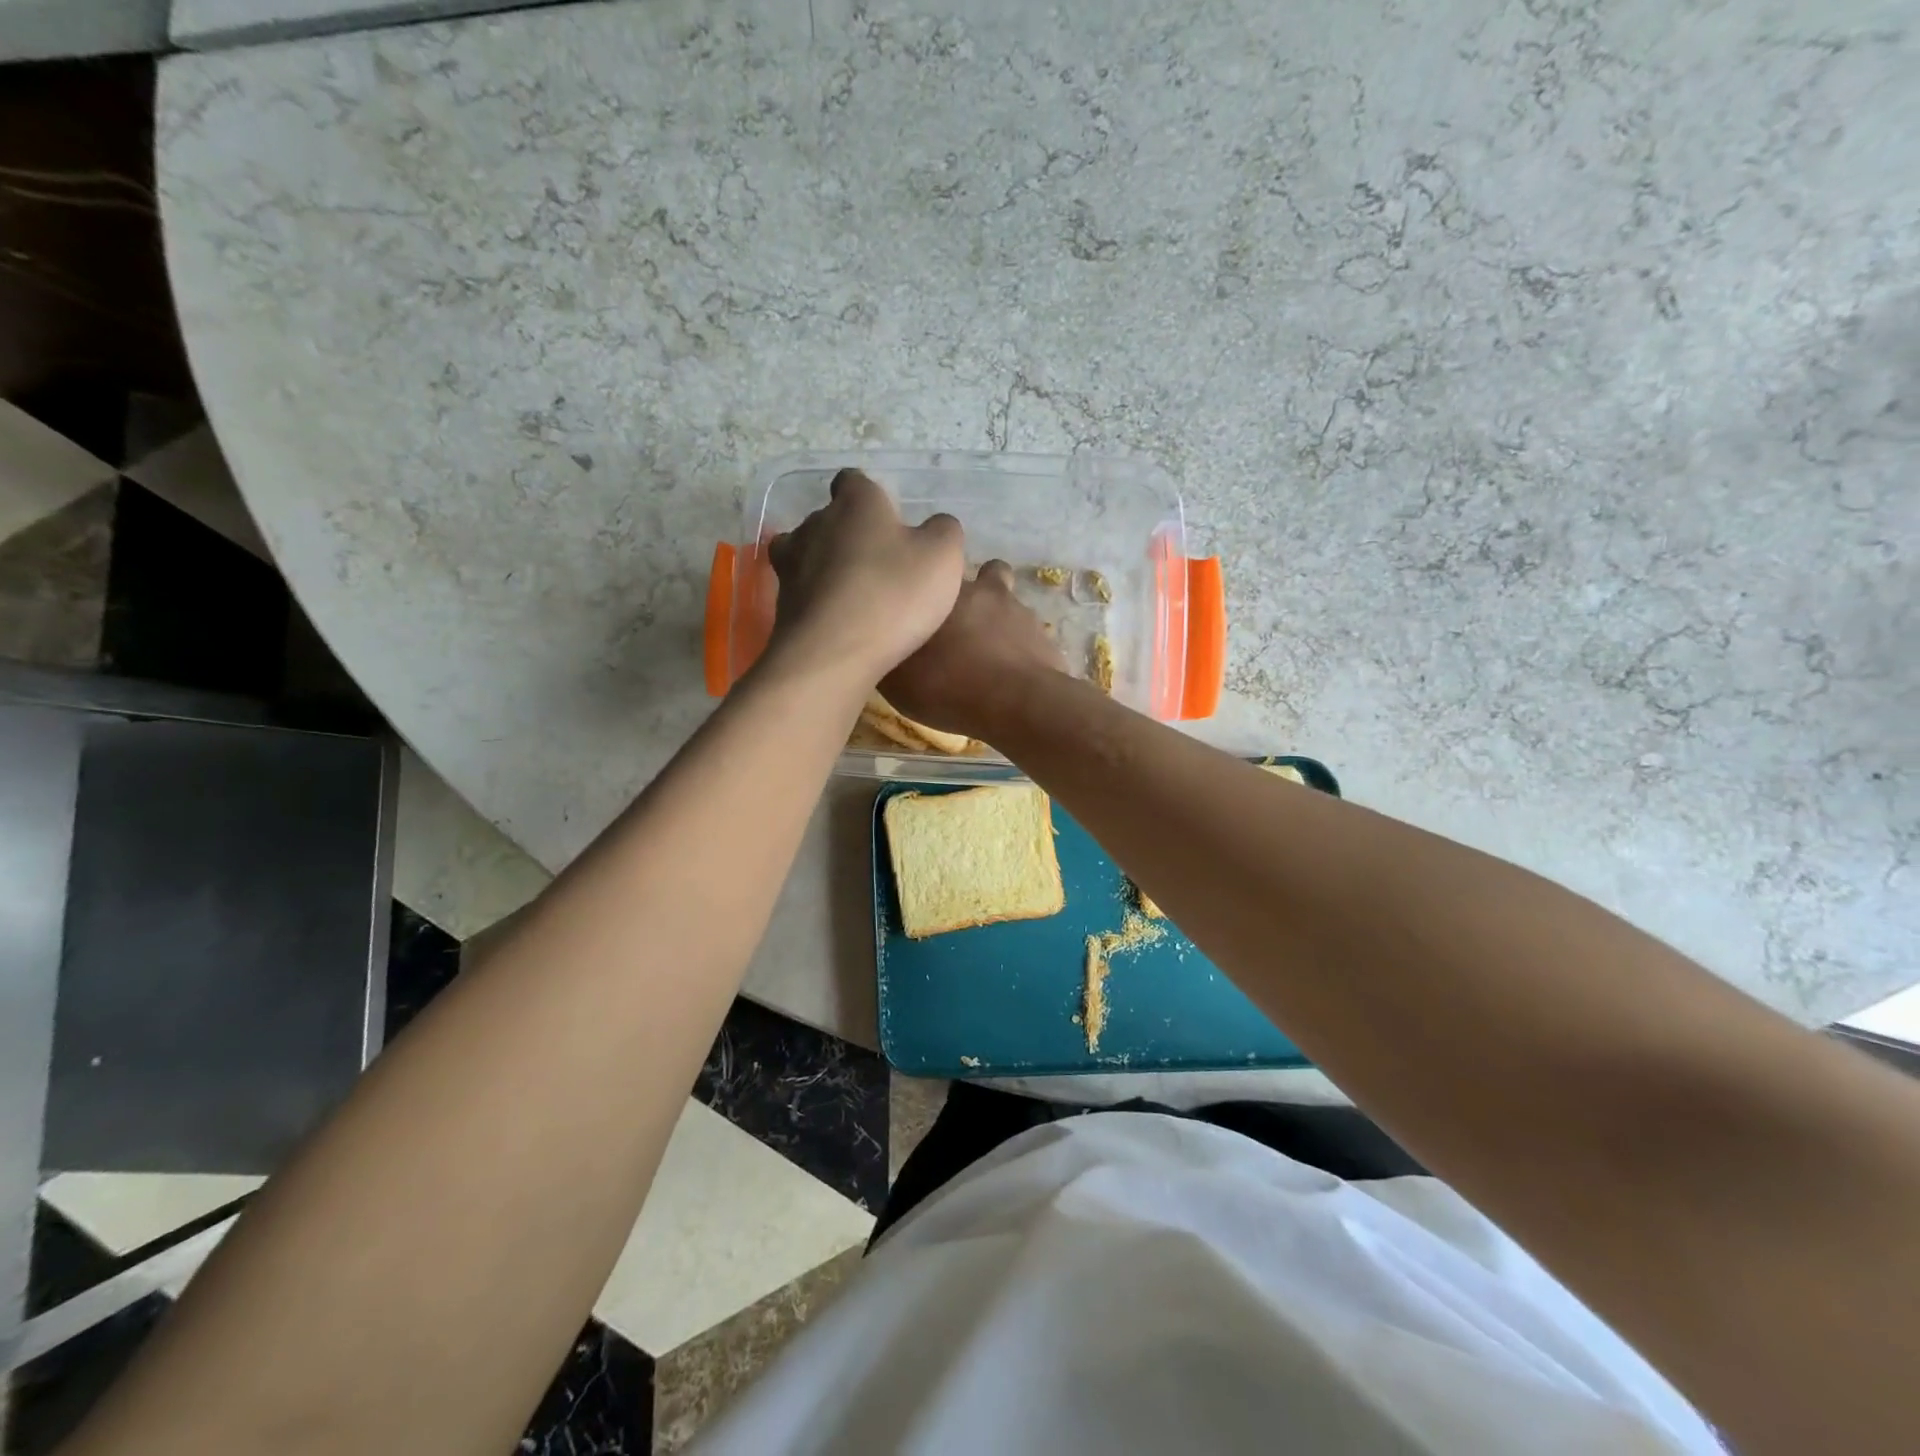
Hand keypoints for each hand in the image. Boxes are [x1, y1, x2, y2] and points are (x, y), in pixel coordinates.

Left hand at [764, 470, 964, 683]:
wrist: (833, 654)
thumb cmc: (894, 594)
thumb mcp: (943, 556)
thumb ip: (943, 531)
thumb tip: (936, 526)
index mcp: (855, 502)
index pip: (854, 481)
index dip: (871, 497)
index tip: (887, 519)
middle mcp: (815, 523)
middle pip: (830, 518)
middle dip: (850, 534)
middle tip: (879, 562)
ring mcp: (791, 564)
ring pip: (808, 553)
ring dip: (827, 566)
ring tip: (853, 592)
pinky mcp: (782, 604)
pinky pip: (803, 592)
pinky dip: (817, 600)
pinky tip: (838, 620)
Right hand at [881, 560, 1068, 740]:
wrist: (1016, 704)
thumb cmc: (947, 685)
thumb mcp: (896, 679)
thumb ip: (890, 652)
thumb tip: (883, 644)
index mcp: (946, 590)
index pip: (940, 565)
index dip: (935, 580)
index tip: (927, 601)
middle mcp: (986, 591)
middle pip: (987, 575)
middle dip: (977, 594)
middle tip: (961, 626)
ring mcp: (1021, 613)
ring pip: (1010, 604)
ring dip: (1000, 620)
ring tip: (989, 652)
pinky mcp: (1045, 639)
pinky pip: (1028, 637)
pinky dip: (1019, 649)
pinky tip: (1009, 674)